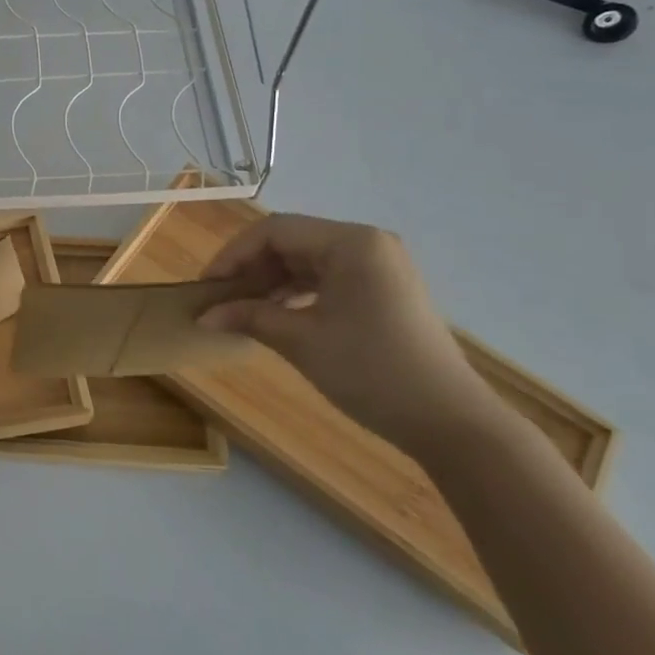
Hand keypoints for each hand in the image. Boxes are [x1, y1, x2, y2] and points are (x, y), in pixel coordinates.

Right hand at [197, 213, 498, 457]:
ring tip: (242, 309)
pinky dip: (297, 293)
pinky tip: (275, 315)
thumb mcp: (301, 341)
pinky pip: (328, 278)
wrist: (451, 423)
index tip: (207, 286)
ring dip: (271, 282)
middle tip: (220, 299)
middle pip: (292, 242)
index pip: (275, 231)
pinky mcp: (383, 291)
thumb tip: (203, 316)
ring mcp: (379, 267)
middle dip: (251, 269)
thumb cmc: (371, 372)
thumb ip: (249, 317)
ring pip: (307, 261)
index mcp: (351, 242)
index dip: (233, 255)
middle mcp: (367, 243)